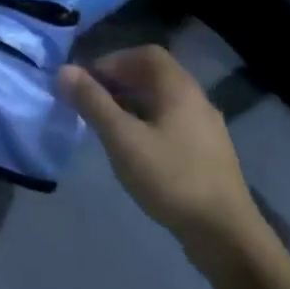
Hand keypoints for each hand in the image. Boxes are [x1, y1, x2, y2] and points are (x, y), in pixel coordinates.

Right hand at [61, 46, 264, 267]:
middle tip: (90, 103)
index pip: (145, 54)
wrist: (225, 234)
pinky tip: (134, 149)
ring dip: (131, 104)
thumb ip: (92, 102)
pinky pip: (171, 122)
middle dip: (118, 83)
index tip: (87, 82)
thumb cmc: (170, 178)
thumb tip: (64, 70)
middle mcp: (196, 99)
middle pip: (153, 76)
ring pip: (162, 101)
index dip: (112, 61)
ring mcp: (206, 127)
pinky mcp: (208, 153)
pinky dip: (147, 123)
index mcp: (179, 88)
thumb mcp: (122, 138)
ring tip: (106, 126)